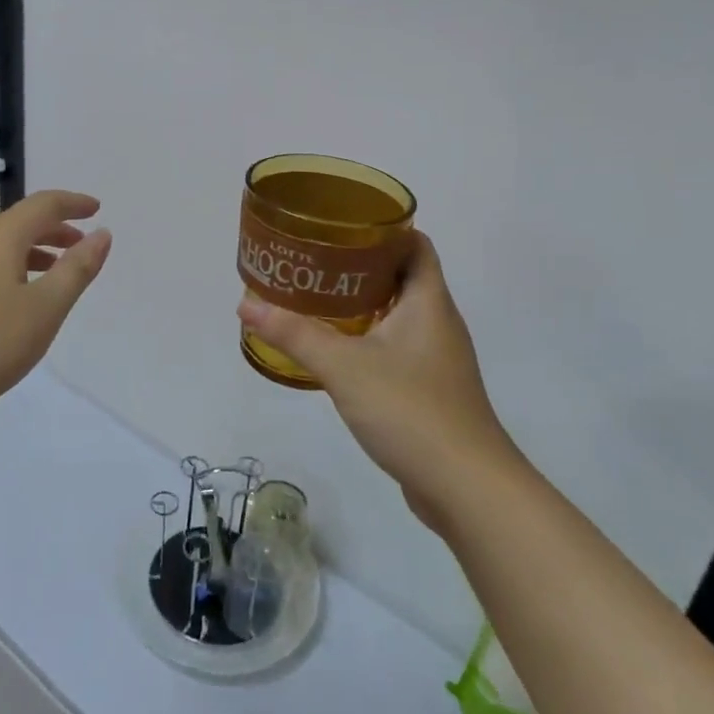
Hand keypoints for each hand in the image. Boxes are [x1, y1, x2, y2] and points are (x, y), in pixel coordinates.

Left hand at [0, 190, 111, 423]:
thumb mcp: (46, 308)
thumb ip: (77, 269)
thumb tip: (101, 234)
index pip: (43, 205)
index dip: (73, 204)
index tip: (96, 210)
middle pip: (19, 222)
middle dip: (55, 229)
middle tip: (81, 247)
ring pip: (0, 245)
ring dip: (33, 251)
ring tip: (55, 275)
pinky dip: (11, 267)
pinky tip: (16, 299)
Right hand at [238, 232, 512, 527]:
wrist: (466, 488)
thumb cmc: (411, 410)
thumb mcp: (345, 367)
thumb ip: (295, 334)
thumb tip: (246, 303)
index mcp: (429, 302)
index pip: (416, 245)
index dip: (384, 229)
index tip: (341, 225)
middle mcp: (438, 323)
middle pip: (403, 277)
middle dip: (360, 266)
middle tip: (314, 261)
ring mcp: (436, 359)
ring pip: (398, 315)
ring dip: (362, 305)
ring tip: (316, 300)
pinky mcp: (430, 390)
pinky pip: (396, 348)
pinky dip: (368, 340)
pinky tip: (336, 352)